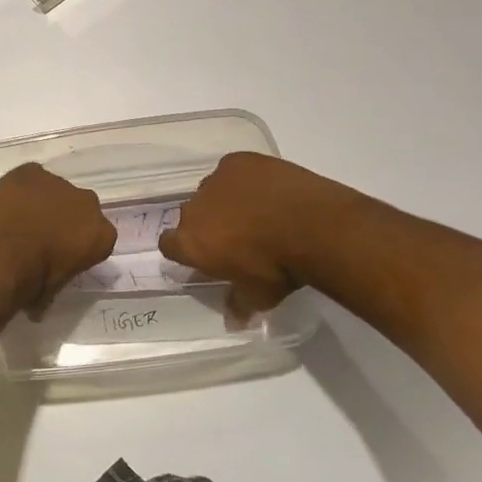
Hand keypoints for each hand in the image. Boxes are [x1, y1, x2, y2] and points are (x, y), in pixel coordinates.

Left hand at [0, 163, 116, 314]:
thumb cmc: (31, 281)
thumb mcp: (51, 293)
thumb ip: (55, 283)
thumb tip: (39, 304)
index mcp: (101, 235)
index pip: (99, 238)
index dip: (80, 247)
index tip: (63, 256)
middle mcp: (87, 203)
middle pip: (81, 209)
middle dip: (67, 219)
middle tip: (42, 237)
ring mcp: (58, 182)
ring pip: (55, 191)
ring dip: (43, 202)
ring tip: (18, 220)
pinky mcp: (30, 170)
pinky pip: (30, 178)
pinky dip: (21, 189)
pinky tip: (6, 204)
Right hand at [159, 152, 346, 324]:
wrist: (312, 225)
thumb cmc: (280, 268)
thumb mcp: (260, 296)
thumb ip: (239, 304)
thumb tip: (233, 321)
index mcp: (191, 242)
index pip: (169, 245)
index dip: (185, 251)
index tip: (205, 257)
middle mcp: (194, 208)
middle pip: (192, 216)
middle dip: (208, 224)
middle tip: (237, 237)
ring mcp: (215, 180)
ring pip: (212, 191)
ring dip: (225, 201)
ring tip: (257, 211)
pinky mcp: (237, 161)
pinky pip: (233, 171)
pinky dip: (246, 180)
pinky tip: (268, 190)